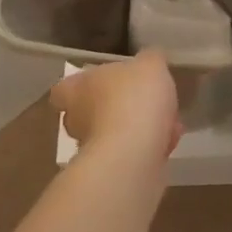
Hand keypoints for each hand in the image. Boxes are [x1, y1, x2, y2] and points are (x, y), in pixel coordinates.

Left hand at [51, 51, 180, 167]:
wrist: (132, 155)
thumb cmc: (133, 99)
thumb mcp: (151, 65)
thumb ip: (150, 60)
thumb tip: (150, 60)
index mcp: (78, 88)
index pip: (64, 88)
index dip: (82, 85)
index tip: (103, 83)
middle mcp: (77, 119)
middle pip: (90, 111)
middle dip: (117, 108)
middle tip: (145, 103)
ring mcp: (91, 148)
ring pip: (114, 134)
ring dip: (137, 130)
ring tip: (167, 124)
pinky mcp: (109, 171)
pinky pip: (129, 154)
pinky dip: (147, 149)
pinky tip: (167, 143)